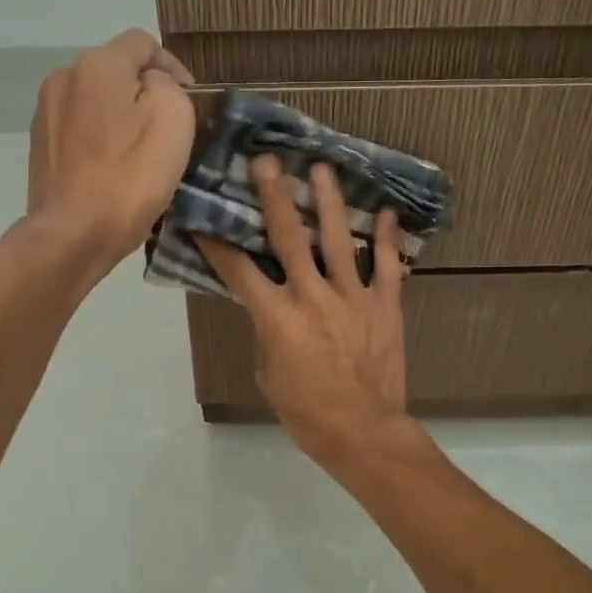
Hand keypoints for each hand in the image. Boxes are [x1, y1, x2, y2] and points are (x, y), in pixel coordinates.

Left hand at [27, 29, 195, 270]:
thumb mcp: (173, 120)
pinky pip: (80, 128)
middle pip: (115, 70)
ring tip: (141, 150)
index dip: (172, 64)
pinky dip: (101, 137)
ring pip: (96, 100)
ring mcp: (46, 113)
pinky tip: (114, 168)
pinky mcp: (40, 146)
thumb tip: (150, 85)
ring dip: (121, 115)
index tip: (191, 97)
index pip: (142, 43)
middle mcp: (64, 77)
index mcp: (98, 65)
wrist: (72, 235)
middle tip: (170, 127)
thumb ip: (167, 86)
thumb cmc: (130, 177)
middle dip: (145, 91)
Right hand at [196, 157, 409, 461]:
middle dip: (274, 197)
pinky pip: (387, 266)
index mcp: (277, 317)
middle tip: (267, 161)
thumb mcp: (268, 373)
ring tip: (322, 169)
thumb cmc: (306, 411)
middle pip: (289, 238)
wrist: (362, 431)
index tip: (204, 218)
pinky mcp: (385, 305)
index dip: (218, 244)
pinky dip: (386, 239)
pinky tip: (384, 212)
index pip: (239, 271)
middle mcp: (312, 296)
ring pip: (338, 240)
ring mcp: (352, 297)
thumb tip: (270, 308)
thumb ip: (267, 333)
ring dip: (329, 202)